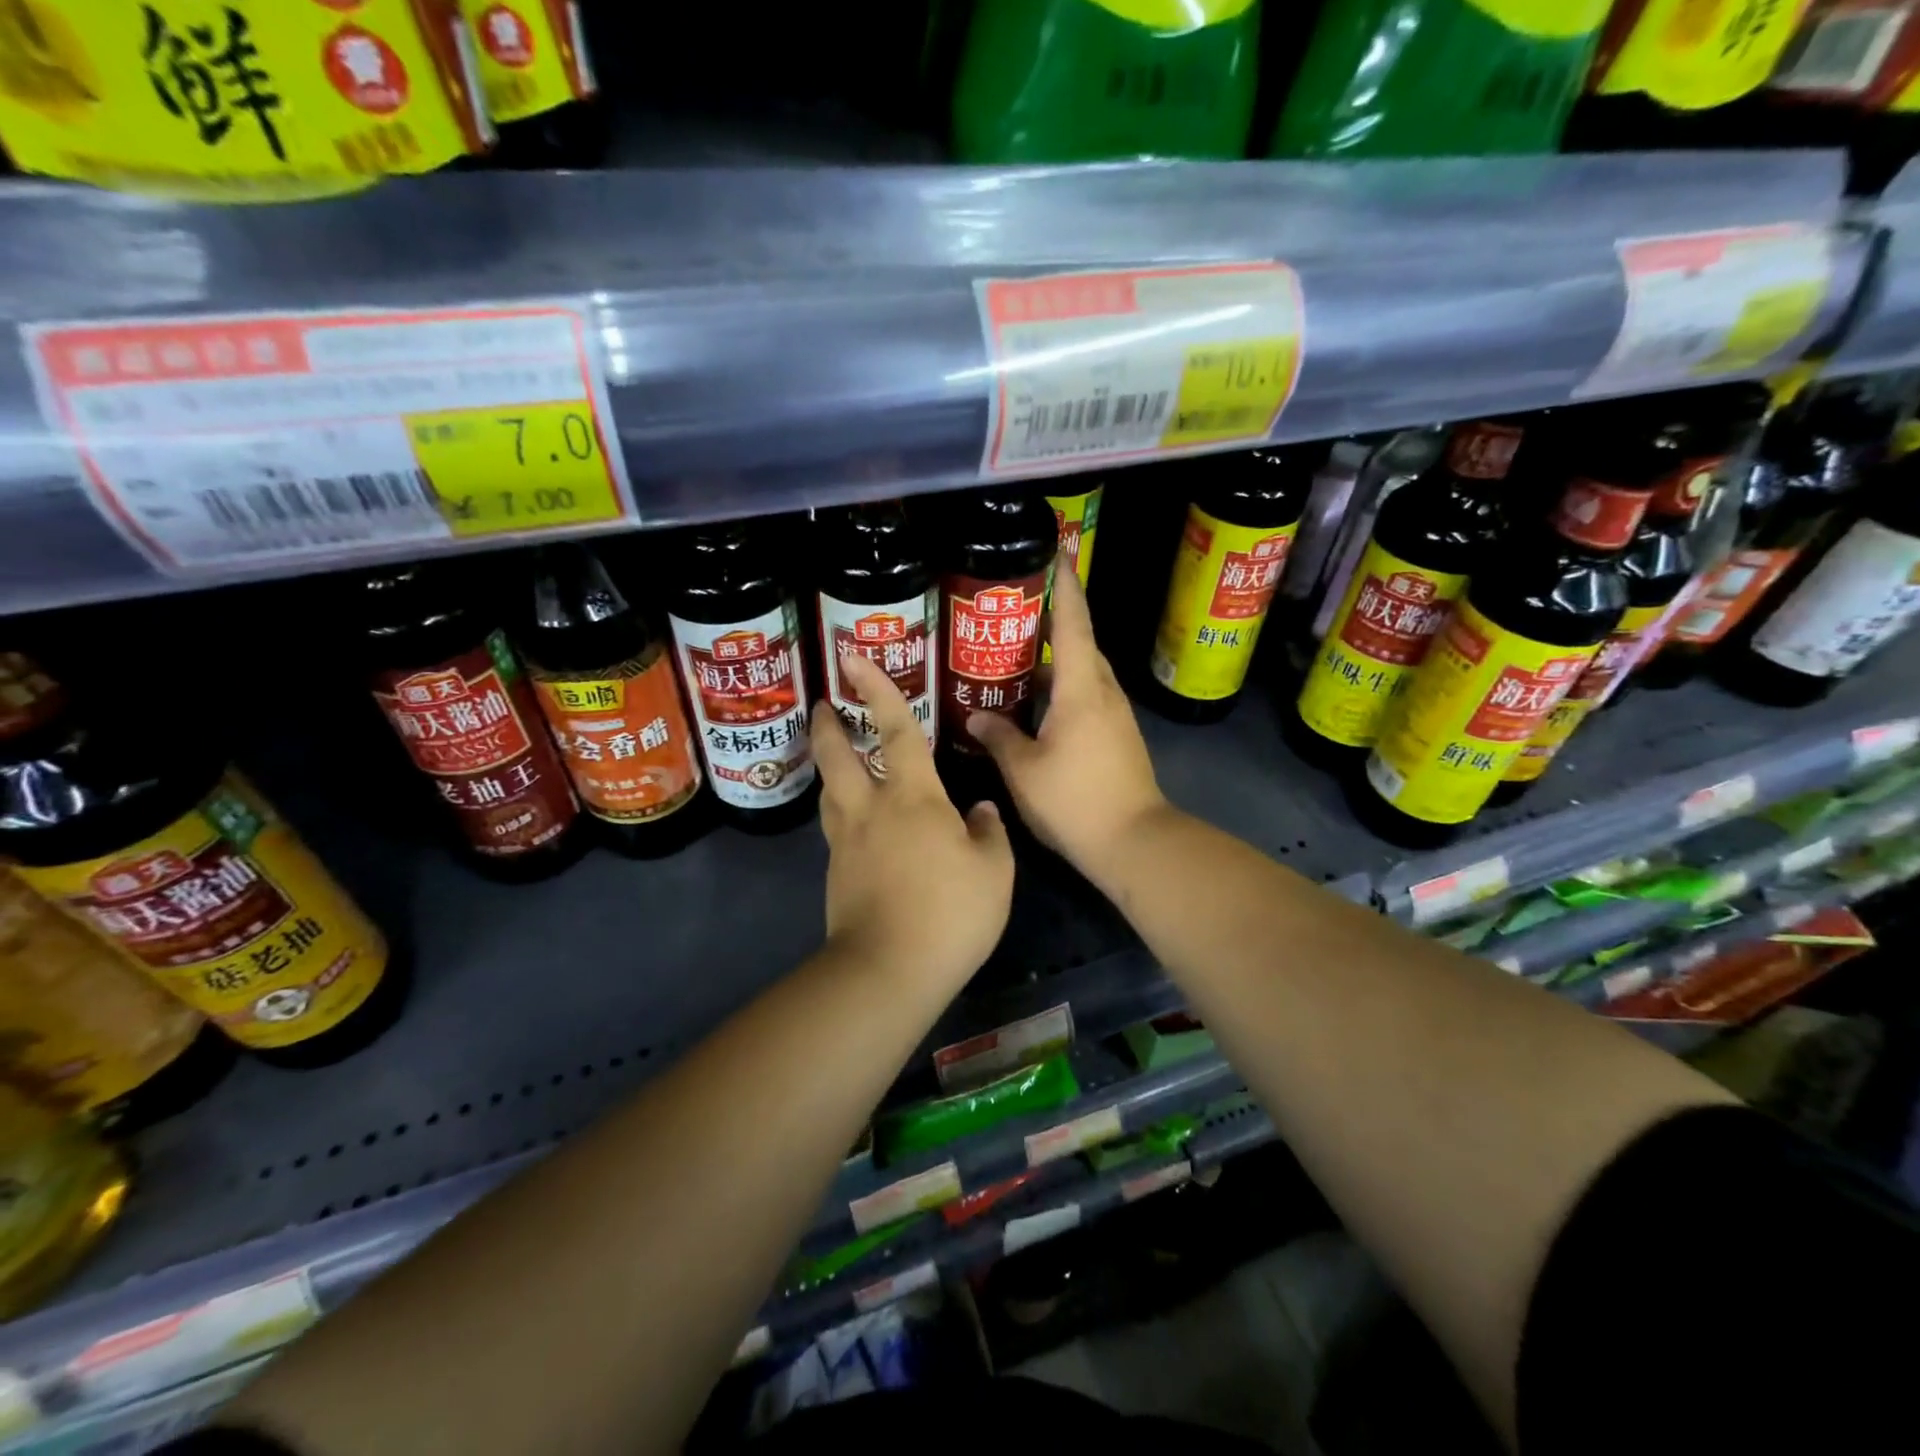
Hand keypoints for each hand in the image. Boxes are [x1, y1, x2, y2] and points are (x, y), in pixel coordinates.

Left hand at [813, 653, 1013, 987]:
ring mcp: (846, 842)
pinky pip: (837, 828)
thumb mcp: (994, 871)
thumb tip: (978, 810)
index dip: (878, 689)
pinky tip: (860, 823)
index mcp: (912, 797)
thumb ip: (988, 832)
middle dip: (830, 725)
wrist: (888, 971)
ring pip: (830, 791)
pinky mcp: (836, 874)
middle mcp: (870, 809)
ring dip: (830, 765)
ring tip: (839, 758)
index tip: (853, 657)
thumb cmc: (949, 913)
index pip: (894, 730)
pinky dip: (842, 811)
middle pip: (838, 756)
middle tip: (826, 704)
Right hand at [968, 564, 1170, 885]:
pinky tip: (1032, 703)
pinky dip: (1060, 688)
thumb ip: (998, 736)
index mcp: (1080, 688)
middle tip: (1009, 612)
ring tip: (1012, 655)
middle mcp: (1102, 691)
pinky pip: (1085, 695)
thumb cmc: (1075, 800)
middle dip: (1049, 621)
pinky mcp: (1116, 735)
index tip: (1058, 551)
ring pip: (1080, 672)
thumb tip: (978, 714)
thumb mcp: (1023, 769)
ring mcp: (1114, 714)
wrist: (1133, 841)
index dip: (1064, 584)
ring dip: (1052, 659)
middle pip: (1077, 642)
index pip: (1072, 622)